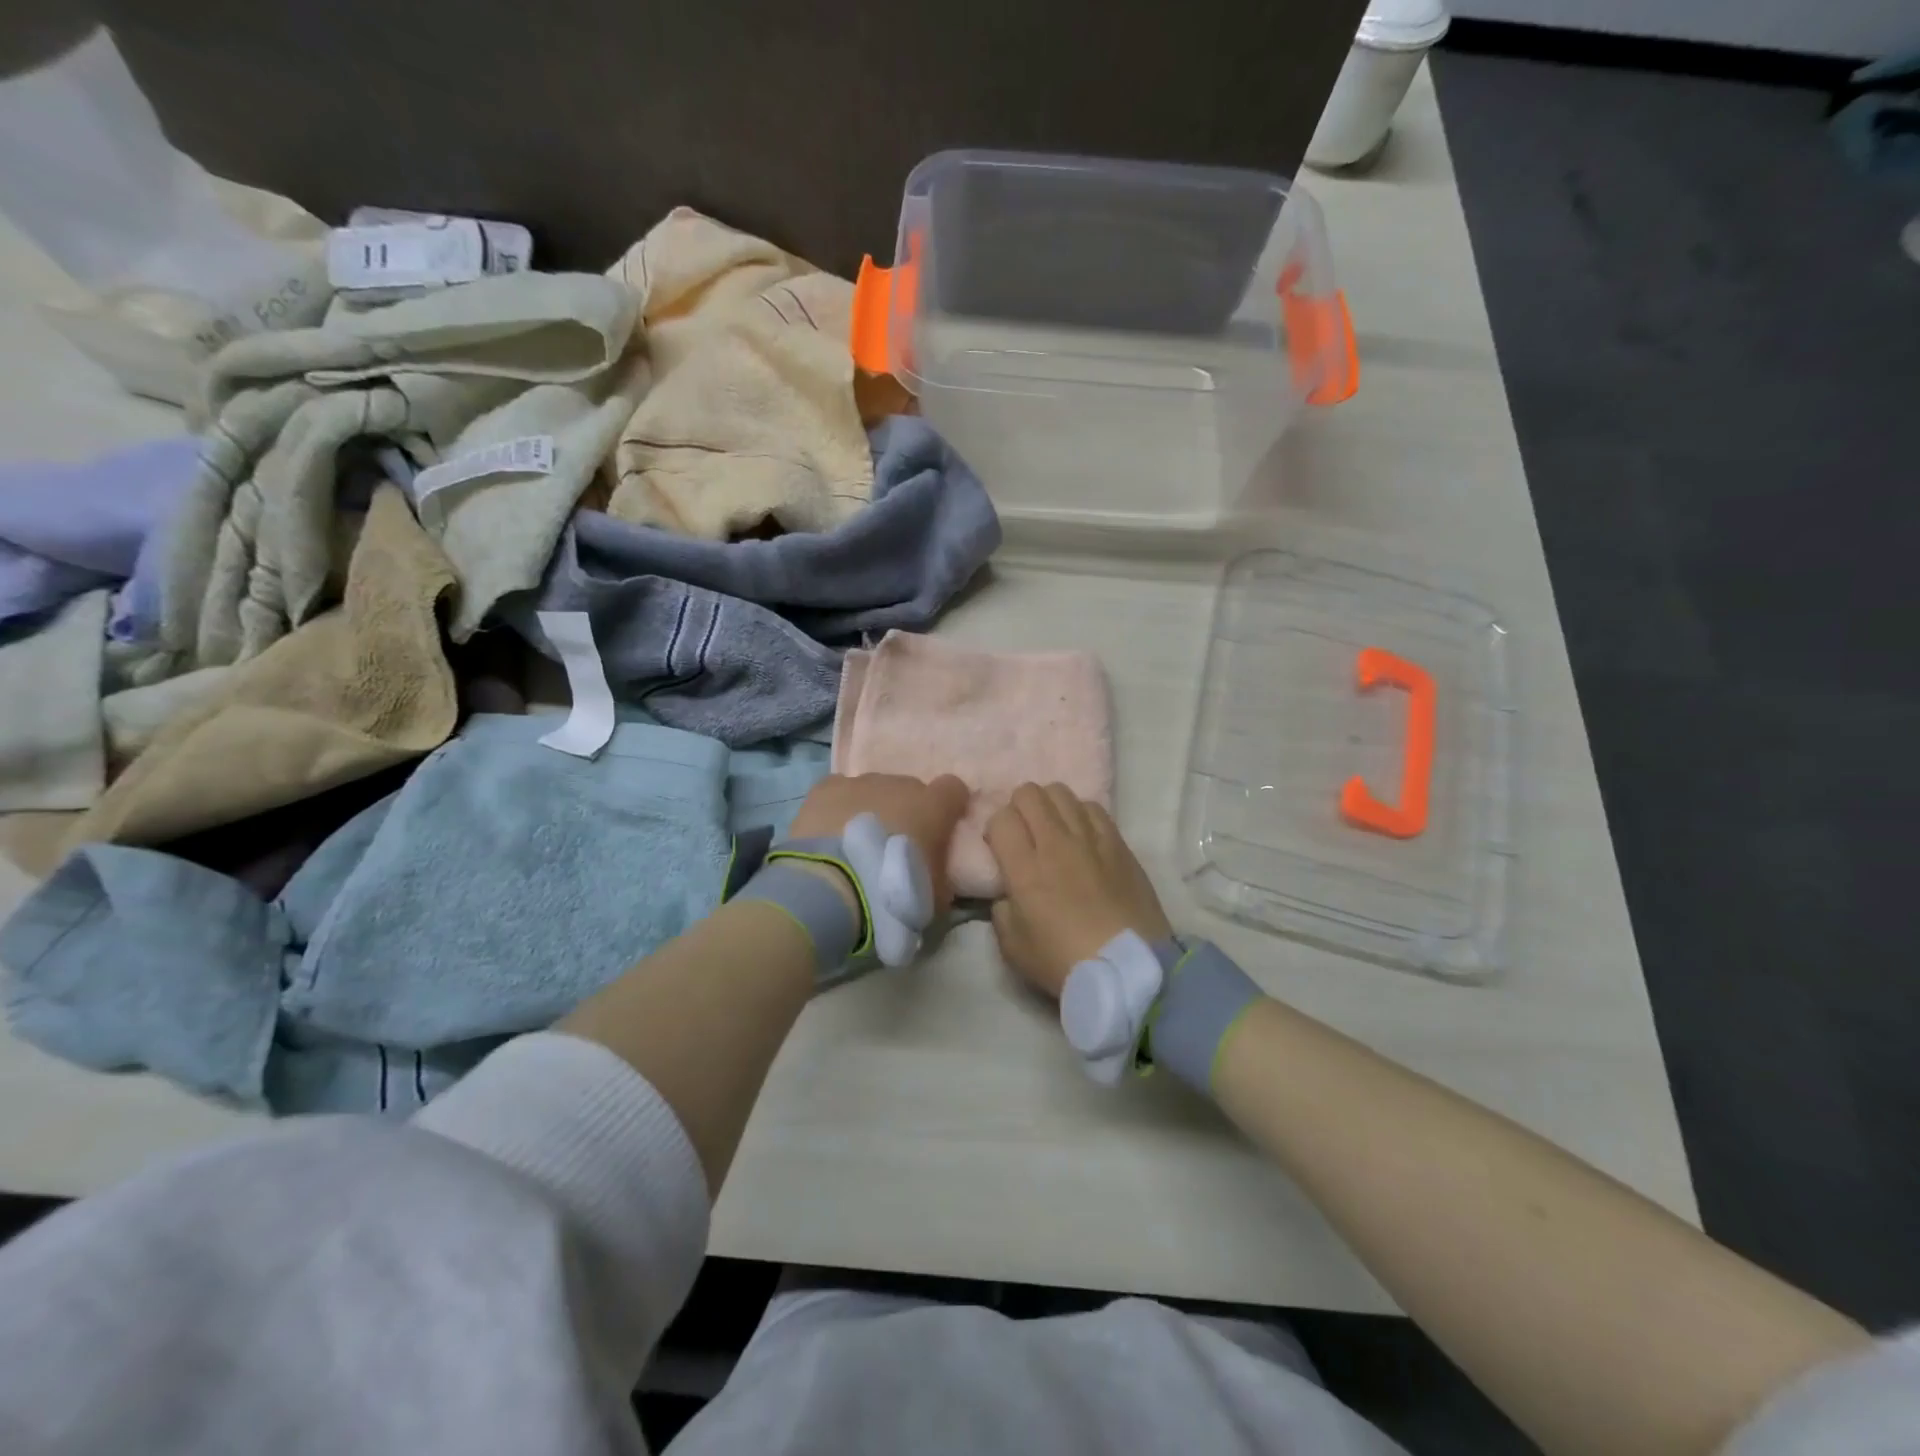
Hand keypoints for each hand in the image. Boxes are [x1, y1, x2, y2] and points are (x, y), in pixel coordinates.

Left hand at [788, 773, 970, 912]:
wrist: (834, 888)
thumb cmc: (893, 892)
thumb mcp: (933, 896)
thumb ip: (939, 876)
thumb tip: (935, 877)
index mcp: (933, 807)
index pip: (952, 789)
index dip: (948, 807)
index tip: (941, 828)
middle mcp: (899, 785)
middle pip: (909, 789)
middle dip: (904, 811)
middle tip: (893, 846)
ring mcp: (861, 783)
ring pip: (873, 789)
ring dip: (870, 809)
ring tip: (856, 843)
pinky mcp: (826, 788)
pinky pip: (839, 790)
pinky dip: (838, 807)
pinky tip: (830, 831)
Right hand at [984, 783, 1171, 998]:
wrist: (1129, 969)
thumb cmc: (1065, 963)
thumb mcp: (1013, 948)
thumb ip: (1001, 911)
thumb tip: (1008, 893)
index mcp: (1025, 868)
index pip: (1001, 818)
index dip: (995, 829)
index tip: (999, 849)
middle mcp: (1056, 843)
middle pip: (1029, 793)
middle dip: (1018, 808)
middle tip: (1023, 834)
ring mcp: (1091, 838)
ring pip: (1061, 792)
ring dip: (1049, 806)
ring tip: (1052, 830)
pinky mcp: (1118, 843)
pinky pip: (1093, 807)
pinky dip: (1080, 813)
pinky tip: (1082, 835)